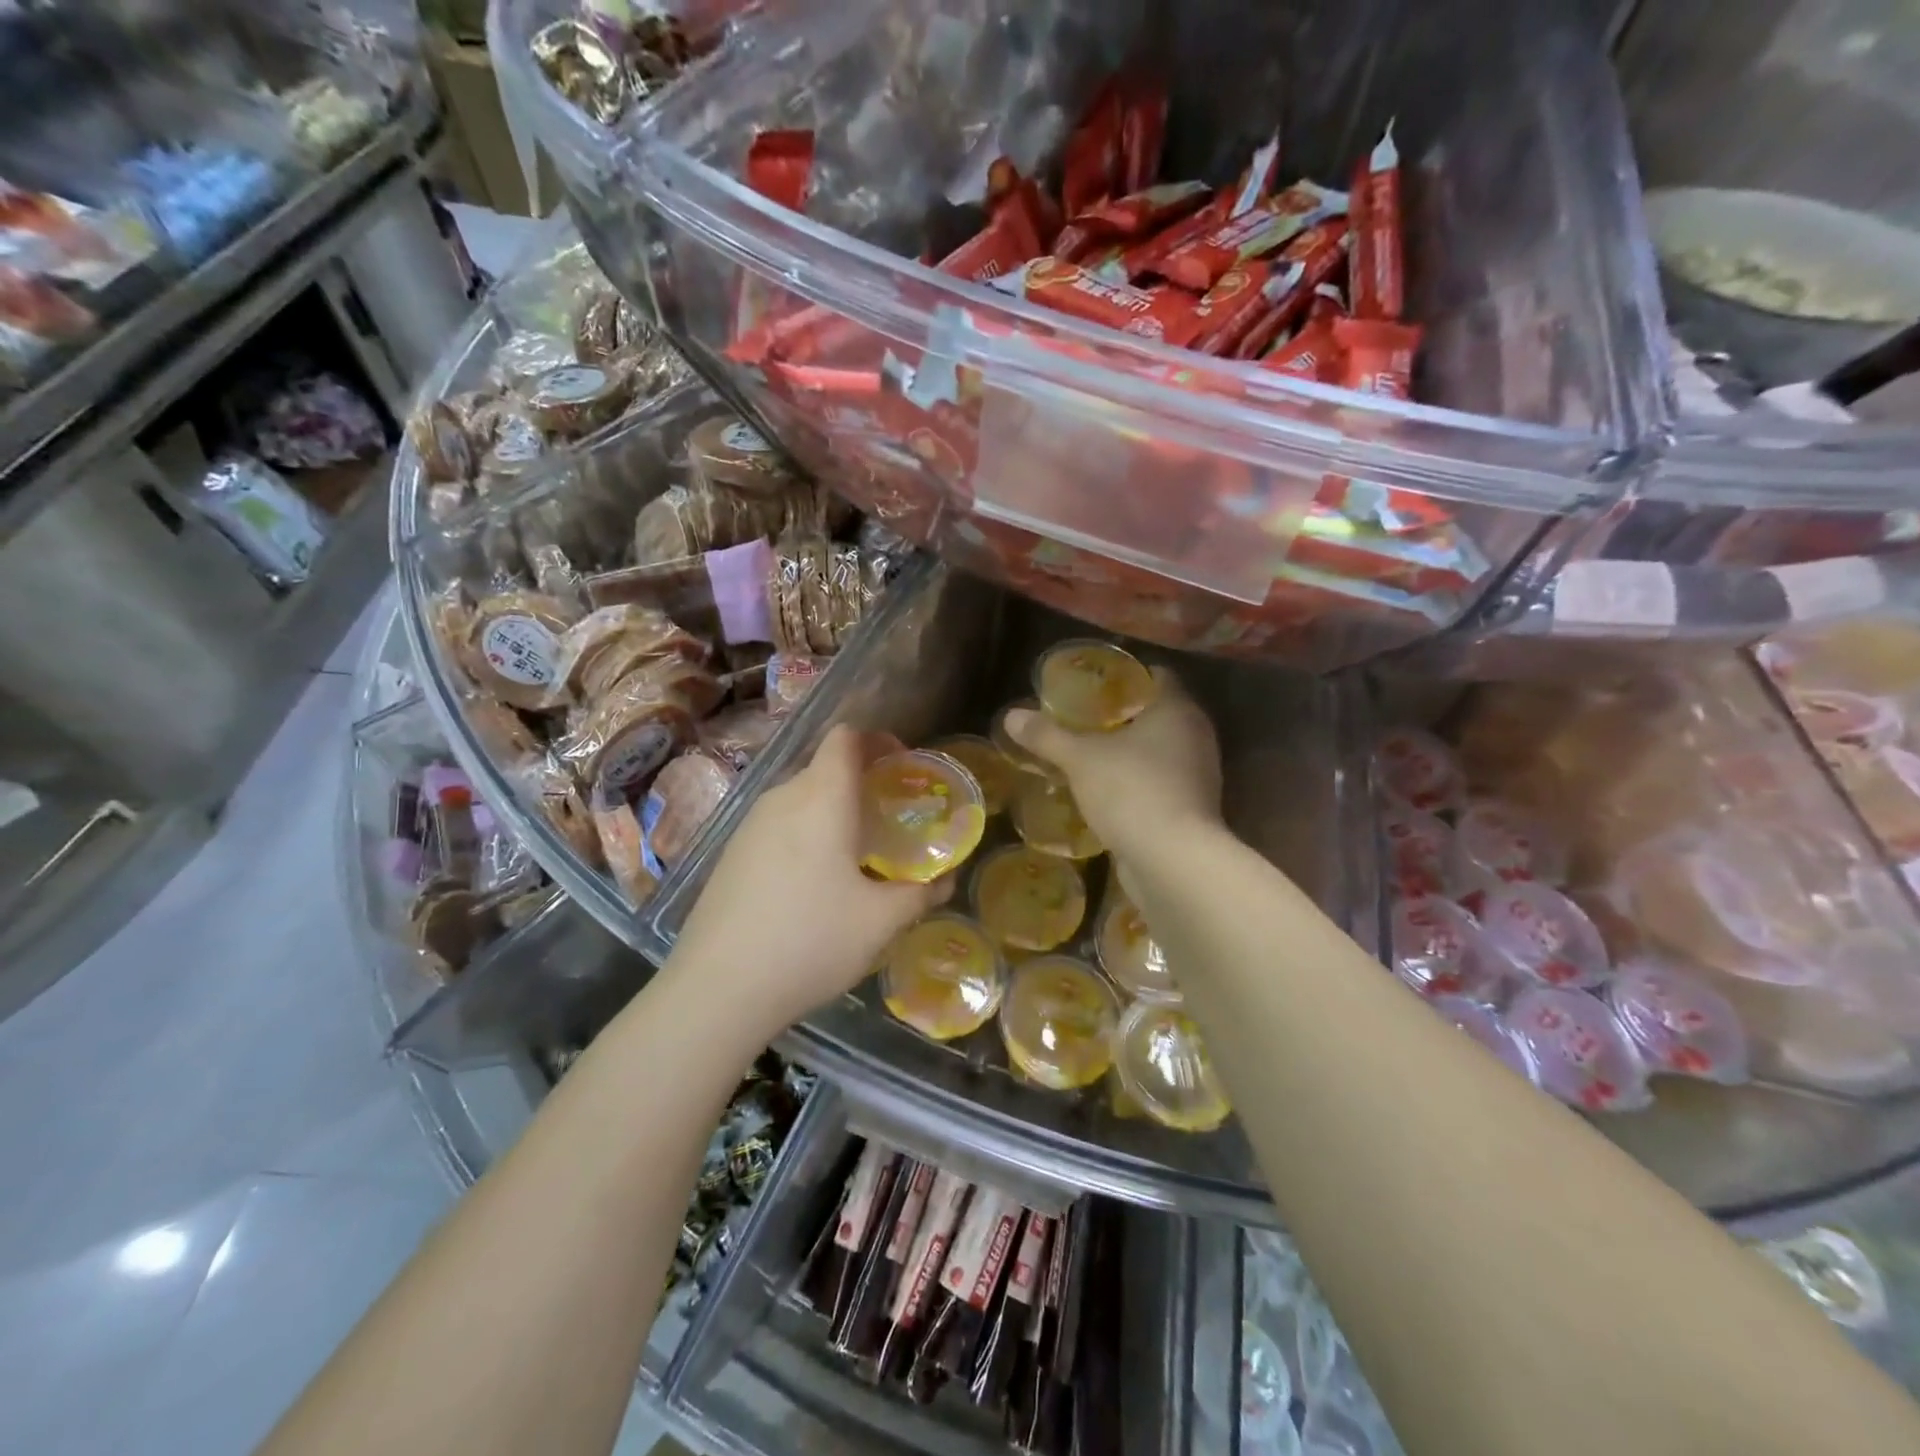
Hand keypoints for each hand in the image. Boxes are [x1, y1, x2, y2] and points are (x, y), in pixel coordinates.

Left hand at [666, 724, 949, 1034]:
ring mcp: (750, 824)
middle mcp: (782, 798)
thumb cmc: (810, 941)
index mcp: (821, 798)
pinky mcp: (731, 852)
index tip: (902, 766)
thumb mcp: (880, 922)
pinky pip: (779, 823)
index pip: (845, 737)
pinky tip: (814, 881)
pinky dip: (806, 832)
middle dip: (862, 780)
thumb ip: (921, 893)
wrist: (717, 989)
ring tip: (858, 851)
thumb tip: (947, 879)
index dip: (877, 739)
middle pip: (825, 766)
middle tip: (891, 816)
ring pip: (801, 797)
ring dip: (832, 809)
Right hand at [1004, 667, 1222, 864]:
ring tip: (1088, 753)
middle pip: (1157, 715)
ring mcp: (1197, 776)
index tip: (1095, 682)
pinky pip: (1159, 783)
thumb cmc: (1131, 791)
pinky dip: (1135, 782)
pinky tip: (1104, 791)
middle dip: (1122, 717)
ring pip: (1158, 752)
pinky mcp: (1191, 809)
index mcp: (1178, 710)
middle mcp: (1195, 737)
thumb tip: (1011, 716)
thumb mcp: (1080, 759)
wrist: (1172, 861)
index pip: (1158, 676)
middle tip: (1082, 717)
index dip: (1127, 675)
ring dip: (1128, 753)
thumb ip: (1047, 736)